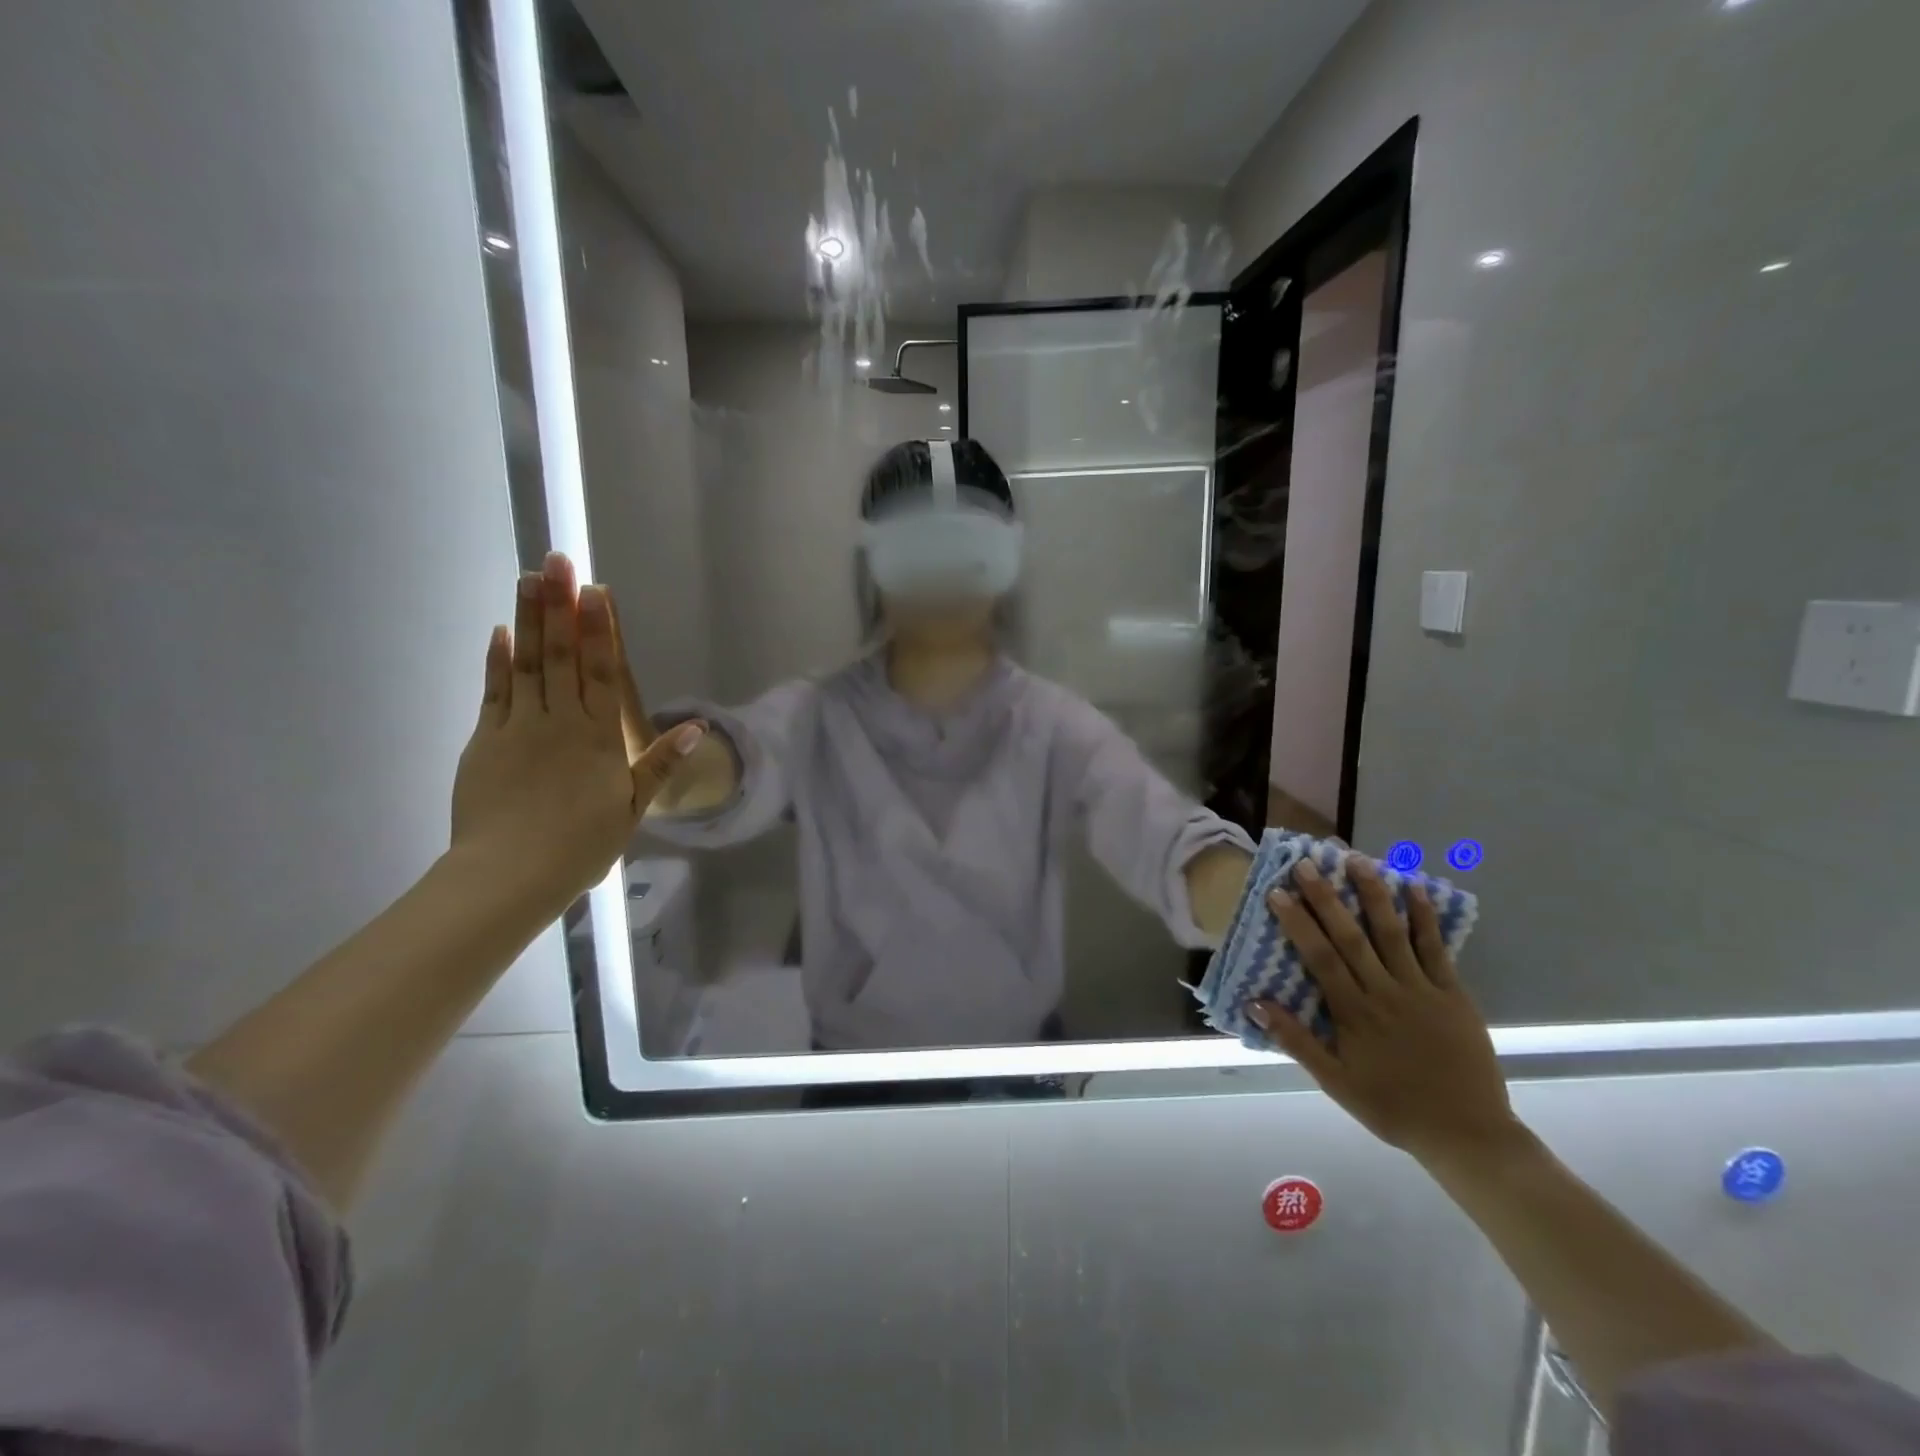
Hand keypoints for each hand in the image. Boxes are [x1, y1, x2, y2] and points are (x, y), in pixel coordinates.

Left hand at [450, 552, 704, 915]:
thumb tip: (698, 726)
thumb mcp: (633, 807)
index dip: (599, 629)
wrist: (510, 874)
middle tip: (557, 561)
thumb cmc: (580, 844)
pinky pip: (495, 691)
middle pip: (562, 656)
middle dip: (560, 606)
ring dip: (528, 619)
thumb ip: (661, 762)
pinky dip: (498, 660)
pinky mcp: (486, 739)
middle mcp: (560, 721)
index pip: (602, 672)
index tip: (595, 591)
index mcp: (599, 737)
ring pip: (526, 663)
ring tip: (528, 578)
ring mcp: (519, 727)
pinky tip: (500, 631)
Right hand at [1248, 855, 1519, 1167]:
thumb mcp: (1335, 1083)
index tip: (1277, 892)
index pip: (1319, 957)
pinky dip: (1424, 917)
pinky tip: (1414, 888)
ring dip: (1372, 894)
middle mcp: (1384, 992)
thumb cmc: (1393, 1108)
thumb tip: (1255, 1002)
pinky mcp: (1453, 993)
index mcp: (1353, 1012)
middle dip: (1326, 897)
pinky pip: (1436, 949)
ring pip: (1392, 932)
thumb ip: (1296, 1040)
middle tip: (1306, 863)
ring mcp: (1421, 989)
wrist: (1468, 1134)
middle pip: (1350, 936)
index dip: (1297, 922)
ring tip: (1356, 860)